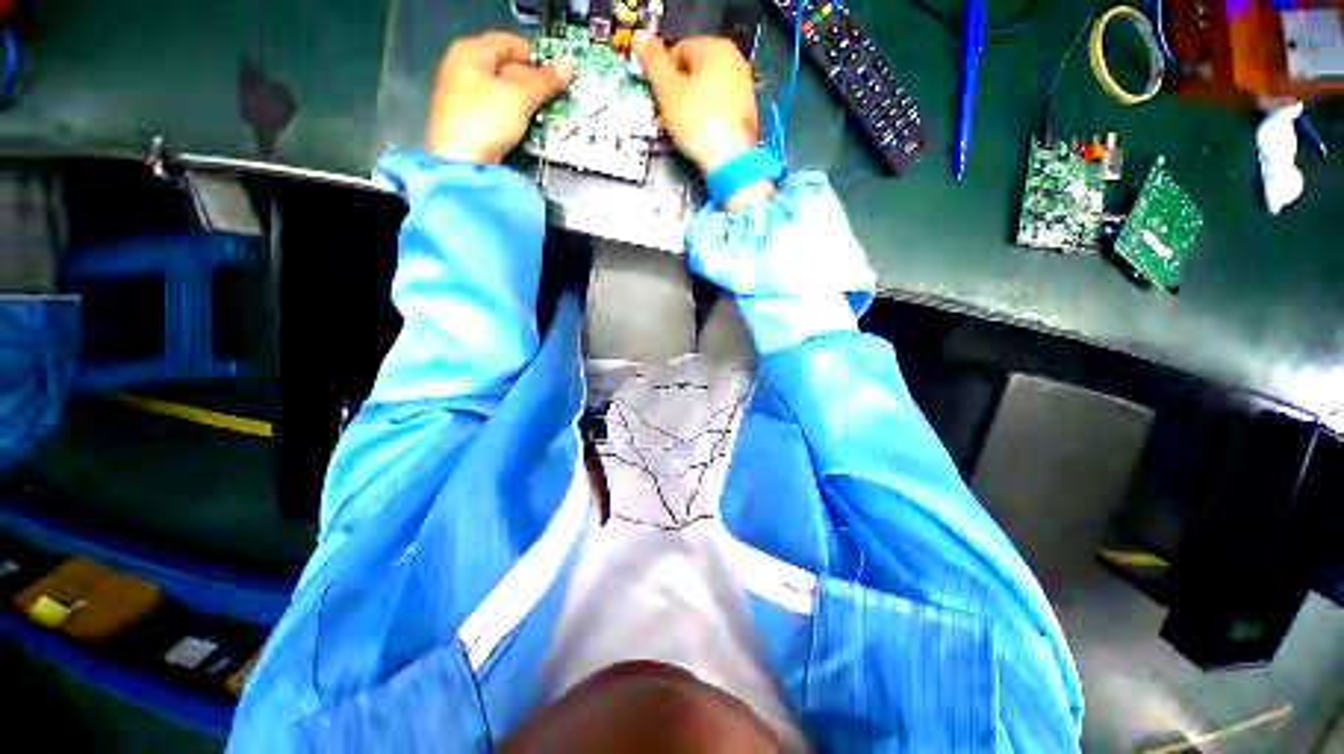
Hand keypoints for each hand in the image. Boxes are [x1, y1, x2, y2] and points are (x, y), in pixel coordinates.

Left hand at [426, 32, 573, 164]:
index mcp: (469, 51)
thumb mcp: (520, 96)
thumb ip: (544, 80)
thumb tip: (567, 64)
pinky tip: (526, 127)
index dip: (537, 56)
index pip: (510, 42)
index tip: (558, 74)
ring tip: (545, 114)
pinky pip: (497, 111)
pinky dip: (514, 116)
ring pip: (502, 91)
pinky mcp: (468, 121)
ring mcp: (462, 96)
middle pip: (505, 67)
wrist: (461, 162)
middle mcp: (461, 68)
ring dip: (525, 101)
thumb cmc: (485, 119)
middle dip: (532, 81)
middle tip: (555, 97)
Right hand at [634, 32, 759, 174]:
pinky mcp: (744, 112)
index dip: (662, 74)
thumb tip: (640, 37)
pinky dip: (703, 119)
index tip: (656, 96)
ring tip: (676, 129)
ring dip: (686, 108)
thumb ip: (653, 61)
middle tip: (663, 116)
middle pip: (692, 72)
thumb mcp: (668, 90)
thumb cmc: (700, 122)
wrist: (731, 160)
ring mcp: (742, 88)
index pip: (677, 50)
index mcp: (716, 48)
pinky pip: (716, 109)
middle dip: (674, 94)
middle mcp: (733, 62)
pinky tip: (695, 135)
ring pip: (704, 92)